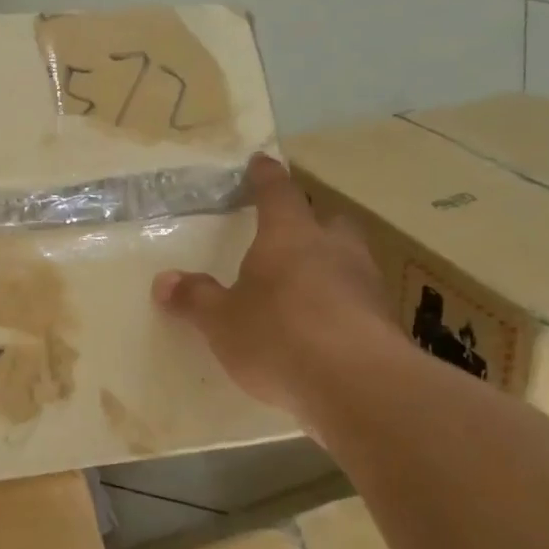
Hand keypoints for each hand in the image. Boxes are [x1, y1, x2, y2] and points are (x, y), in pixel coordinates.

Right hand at [153, 154, 398, 421]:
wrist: (357, 386)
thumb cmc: (278, 336)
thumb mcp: (221, 321)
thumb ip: (194, 299)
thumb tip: (164, 281)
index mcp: (290, 237)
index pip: (278, 194)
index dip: (266, 178)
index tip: (261, 162)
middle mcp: (334, 250)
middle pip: (328, 223)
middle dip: (311, 224)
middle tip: (292, 235)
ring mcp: (366, 285)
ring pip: (349, 261)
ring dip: (330, 266)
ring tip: (305, 289)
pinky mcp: (385, 323)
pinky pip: (358, 301)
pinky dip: (342, 306)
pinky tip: (325, 330)